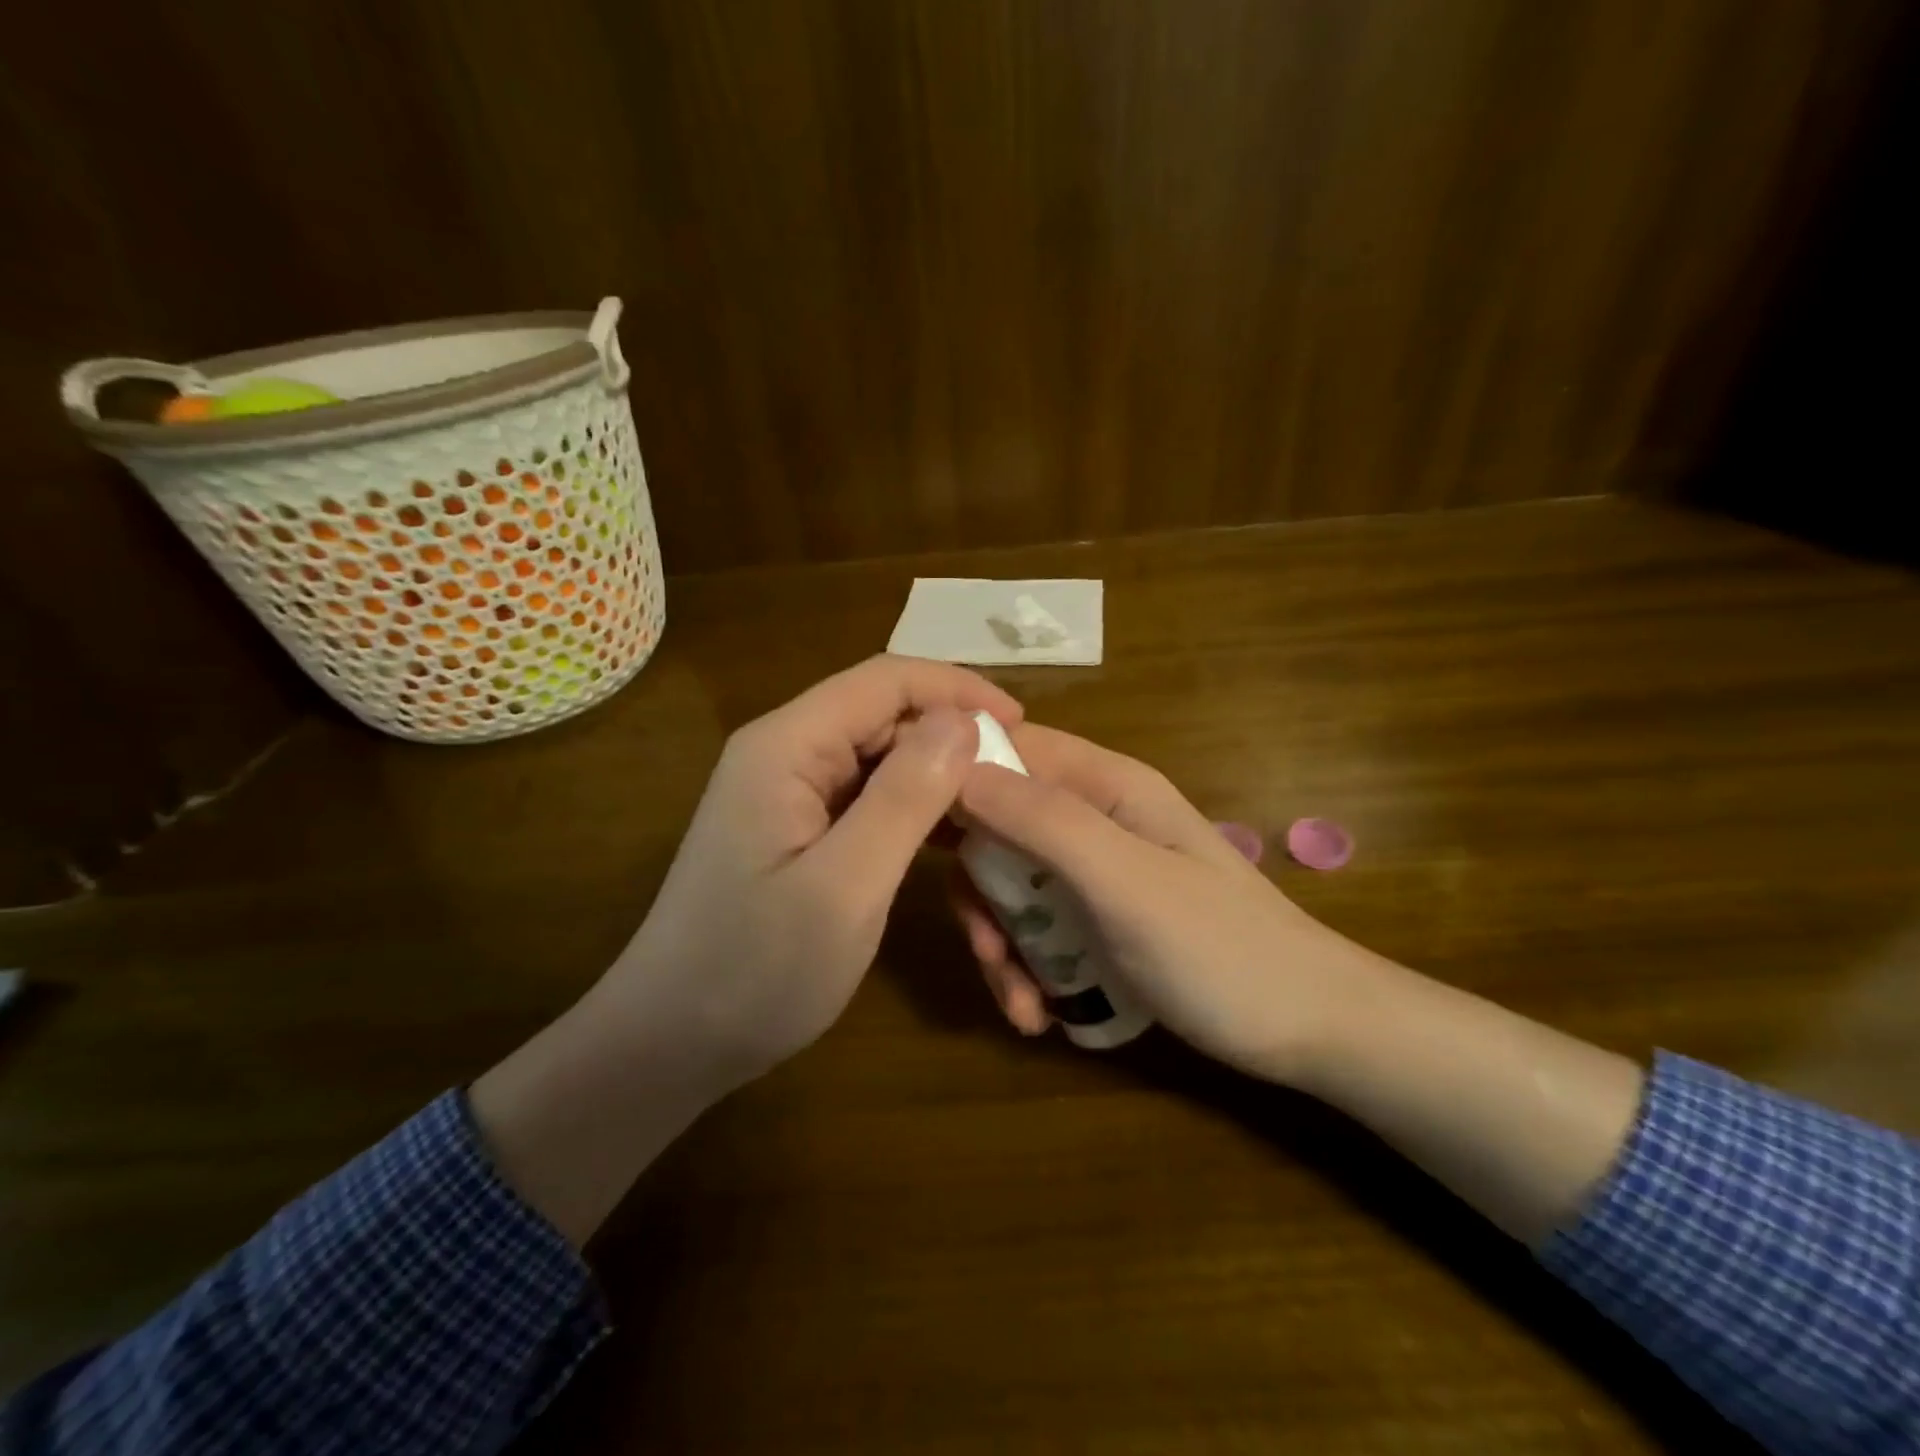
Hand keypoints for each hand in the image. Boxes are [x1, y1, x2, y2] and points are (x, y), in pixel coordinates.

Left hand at [604, 655, 1017, 1091]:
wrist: (671, 1042)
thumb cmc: (755, 971)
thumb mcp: (845, 887)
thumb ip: (905, 798)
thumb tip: (962, 722)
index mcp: (786, 746)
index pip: (883, 681)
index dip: (956, 690)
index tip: (1022, 724)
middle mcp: (783, 751)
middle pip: (881, 713)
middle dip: (951, 732)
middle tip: (1017, 778)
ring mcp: (786, 790)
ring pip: (878, 754)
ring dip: (936, 771)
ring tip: (994, 804)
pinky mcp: (795, 826)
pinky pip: (865, 794)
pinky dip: (912, 803)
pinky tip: (947, 834)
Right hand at [952, 724, 1366, 1084]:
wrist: (1309, 1032)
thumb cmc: (1223, 951)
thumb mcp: (1126, 883)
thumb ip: (1043, 822)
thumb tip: (954, 767)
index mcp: (1104, 785)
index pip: (1008, 746)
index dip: (953, 772)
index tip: (907, 822)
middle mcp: (1092, 817)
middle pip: (996, 824)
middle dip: (979, 890)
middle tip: (987, 949)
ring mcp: (1093, 870)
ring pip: (1008, 884)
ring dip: (1000, 943)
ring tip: (1022, 1004)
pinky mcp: (1094, 919)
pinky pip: (1033, 926)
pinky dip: (1024, 967)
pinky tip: (1039, 1012)